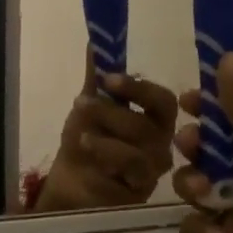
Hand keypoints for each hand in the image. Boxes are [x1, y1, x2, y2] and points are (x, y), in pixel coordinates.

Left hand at [31, 55, 178, 212]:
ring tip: (80, 133)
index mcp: (154, 121)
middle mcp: (160, 144)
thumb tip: (95, 41)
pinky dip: (108, 155)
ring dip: (108, 134)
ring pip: (143, 148)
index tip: (107, 78)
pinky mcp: (140, 191)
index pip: (162, 101)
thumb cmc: (86, 144)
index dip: (138, 88)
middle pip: (153, 124)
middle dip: (114, 110)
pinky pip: (132, 171)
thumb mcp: (88, 107)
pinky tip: (89, 149)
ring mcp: (152, 170)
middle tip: (83, 103)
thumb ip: (95, 78)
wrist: (70, 184)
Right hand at [173, 54, 232, 232]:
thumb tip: (228, 55)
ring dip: (194, 186)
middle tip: (190, 144)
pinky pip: (190, 228)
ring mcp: (232, 220)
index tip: (188, 98)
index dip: (212, 109)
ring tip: (206, 197)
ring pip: (192, 188)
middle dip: (195, 146)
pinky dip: (199, 230)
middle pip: (208, 154)